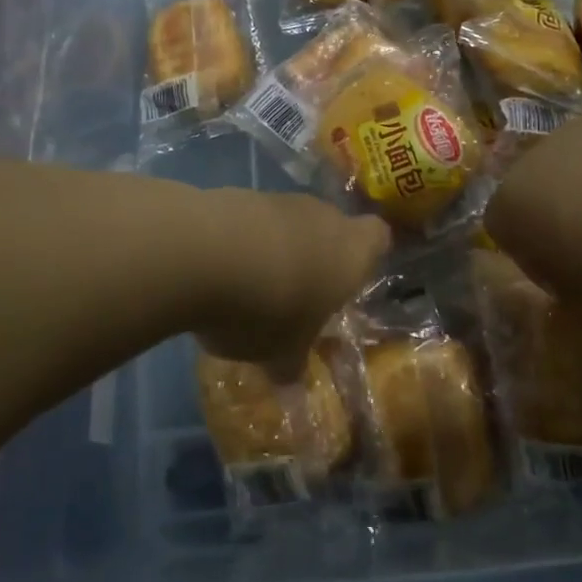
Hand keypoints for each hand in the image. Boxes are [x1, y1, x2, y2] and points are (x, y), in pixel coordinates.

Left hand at [191, 191, 389, 375]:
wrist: (203, 252)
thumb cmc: (268, 308)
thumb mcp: (282, 353)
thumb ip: (291, 365)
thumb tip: (293, 386)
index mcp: (352, 251)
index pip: (378, 237)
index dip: (367, 256)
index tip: (348, 283)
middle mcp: (322, 216)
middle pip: (329, 228)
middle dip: (315, 257)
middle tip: (296, 297)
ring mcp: (278, 199)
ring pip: (288, 222)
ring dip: (275, 248)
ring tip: (249, 288)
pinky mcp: (236, 194)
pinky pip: (250, 220)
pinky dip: (240, 240)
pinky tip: (218, 270)